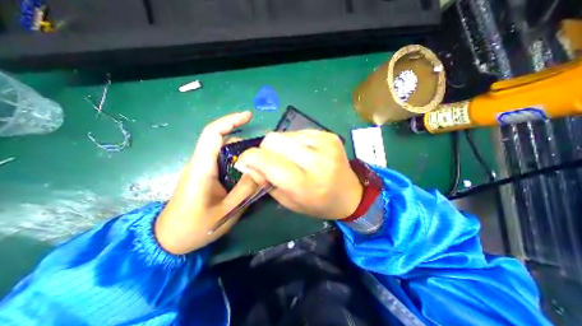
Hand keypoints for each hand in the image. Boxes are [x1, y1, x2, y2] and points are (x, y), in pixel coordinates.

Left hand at [154, 113, 258, 254]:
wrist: (168, 239)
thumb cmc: (195, 228)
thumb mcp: (227, 211)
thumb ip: (246, 190)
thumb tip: (263, 171)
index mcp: (202, 169)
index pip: (212, 134)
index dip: (230, 121)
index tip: (248, 116)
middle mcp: (200, 163)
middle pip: (221, 140)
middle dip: (243, 139)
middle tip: (263, 150)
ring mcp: (202, 168)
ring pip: (223, 151)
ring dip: (242, 151)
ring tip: (260, 161)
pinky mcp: (205, 175)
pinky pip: (223, 160)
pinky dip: (238, 160)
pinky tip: (249, 170)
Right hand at [233, 131, 362, 219]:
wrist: (349, 194)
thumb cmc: (317, 203)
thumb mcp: (288, 201)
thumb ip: (265, 181)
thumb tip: (245, 163)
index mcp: (305, 183)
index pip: (268, 161)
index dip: (249, 158)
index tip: (244, 162)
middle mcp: (316, 160)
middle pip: (274, 140)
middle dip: (264, 150)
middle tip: (269, 161)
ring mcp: (325, 143)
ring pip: (285, 133)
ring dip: (280, 146)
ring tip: (289, 158)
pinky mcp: (329, 135)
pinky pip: (298, 132)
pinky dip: (293, 141)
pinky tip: (302, 153)